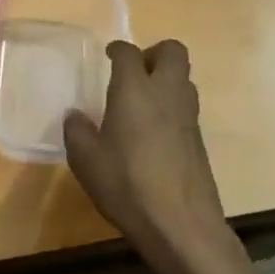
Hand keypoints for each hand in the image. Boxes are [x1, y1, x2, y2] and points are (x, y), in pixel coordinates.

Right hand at [65, 40, 235, 272]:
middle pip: (172, 52)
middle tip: (133, 72)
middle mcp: (166, 94)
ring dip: (165, 79)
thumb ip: (76, 130)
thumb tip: (75, 115)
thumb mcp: (85, 159)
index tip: (108, 55)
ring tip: (141, 101)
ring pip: (184, 78)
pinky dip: (171, 106)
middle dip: (154, 53)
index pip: (129, 53)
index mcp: (135, 90)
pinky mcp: (199, 139)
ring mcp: (188, 116)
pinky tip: (151, 131)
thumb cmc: (126, 184)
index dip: (117, 50)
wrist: (180, 223)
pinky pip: (186, 106)